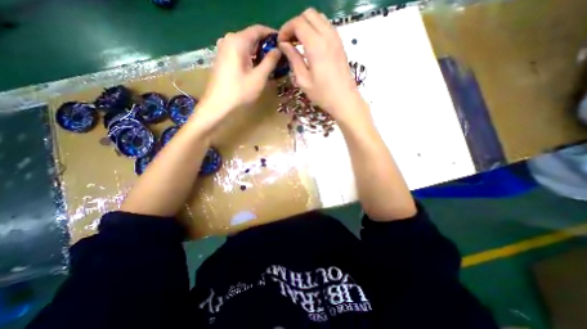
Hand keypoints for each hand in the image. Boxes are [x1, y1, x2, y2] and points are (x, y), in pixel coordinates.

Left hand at [201, 25, 282, 119]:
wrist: (217, 104)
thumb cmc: (240, 91)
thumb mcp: (259, 77)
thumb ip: (270, 61)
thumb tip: (278, 50)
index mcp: (238, 41)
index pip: (258, 29)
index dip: (272, 34)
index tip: (283, 43)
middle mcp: (229, 39)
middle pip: (251, 37)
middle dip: (266, 45)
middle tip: (279, 56)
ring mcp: (224, 48)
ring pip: (246, 45)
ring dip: (258, 52)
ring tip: (271, 63)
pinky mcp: (222, 57)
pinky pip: (239, 52)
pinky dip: (250, 57)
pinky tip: (257, 67)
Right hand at [278, 8, 364, 121]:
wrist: (344, 100)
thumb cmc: (322, 94)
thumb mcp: (303, 80)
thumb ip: (293, 59)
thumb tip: (284, 45)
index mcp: (316, 45)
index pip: (298, 23)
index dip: (286, 29)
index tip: (281, 43)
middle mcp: (327, 35)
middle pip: (308, 14)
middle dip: (295, 24)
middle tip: (289, 42)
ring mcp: (336, 38)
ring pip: (318, 17)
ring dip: (306, 25)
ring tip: (299, 43)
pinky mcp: (340, 43)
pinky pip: (326, 26)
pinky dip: (316, 29)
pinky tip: (311, 46)